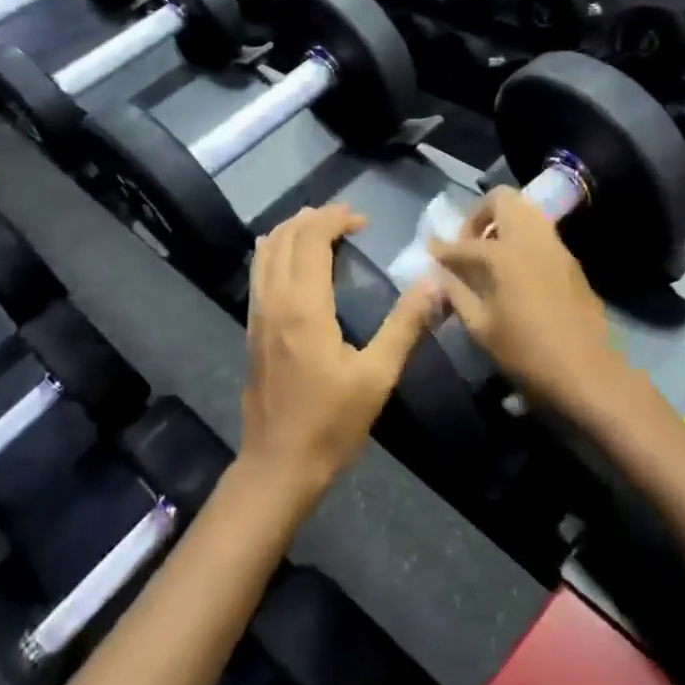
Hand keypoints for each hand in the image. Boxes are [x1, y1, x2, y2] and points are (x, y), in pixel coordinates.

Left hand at [240, 205, 436, 508]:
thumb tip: (433, 282)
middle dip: (313, 219)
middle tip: (347, 220)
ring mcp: (257, 316)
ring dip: (292, 232)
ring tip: (320, 230)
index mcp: (303, 307)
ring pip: (265, 254)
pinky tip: (294, 264)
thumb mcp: (378, 376)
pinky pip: (259, 274)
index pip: (310, 239)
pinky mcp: (251, 331)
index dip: (334, 219)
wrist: (278, 466)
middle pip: (284, 238)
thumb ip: (405, 324)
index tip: (363, 221)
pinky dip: (276, 253)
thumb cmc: (331, 423)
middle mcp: (273, 301)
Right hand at [428, 189, 622, 413]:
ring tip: (489, 255)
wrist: (587, 371)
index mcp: (504, 254)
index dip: (442, 249)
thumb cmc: (527, 353)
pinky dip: (521, 238)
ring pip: (526, 211)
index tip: (430, 251)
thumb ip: (457, 293)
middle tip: (468, 244)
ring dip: (503, 222)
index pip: (464, 243)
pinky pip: (540, 232)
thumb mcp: (481, 327)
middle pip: (502, 200)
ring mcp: (555, 246)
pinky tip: (513, 270)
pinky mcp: (570, 259)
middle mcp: (531, 239)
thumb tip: (441, 275)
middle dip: (479, 215)